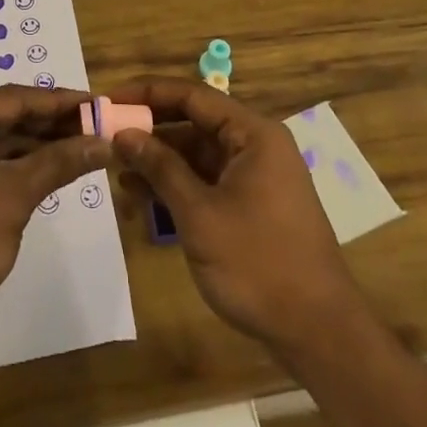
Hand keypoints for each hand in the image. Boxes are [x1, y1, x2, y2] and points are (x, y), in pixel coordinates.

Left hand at [0, 86, 111, 338]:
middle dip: (49, 125)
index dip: (60, 102)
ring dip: (32, 147)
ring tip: (78, 149)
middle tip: (94, 128)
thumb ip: (58, 163)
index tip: (97, 104)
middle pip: (3, 117)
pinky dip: (10, 167)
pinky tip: (42, 173)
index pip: (15, 98)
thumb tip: (103, 143)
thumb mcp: (15, 196)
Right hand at [109, 79, 359, 355]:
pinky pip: (208, 181)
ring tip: (118, 173)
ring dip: (161, 162)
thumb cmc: (258, 264)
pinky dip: (178, 186)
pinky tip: (144, 197)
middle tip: (108, 137)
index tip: (111, 99)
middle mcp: (256, 145)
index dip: (149, 93)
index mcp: (253, 134)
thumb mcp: (199, 214)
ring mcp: (256, 177)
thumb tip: (124, 134)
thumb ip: (160, 168)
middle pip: (195, 123)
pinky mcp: (253, 205)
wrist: (319, 333)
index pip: (193, 96)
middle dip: (151, 131)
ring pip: (199, 155)